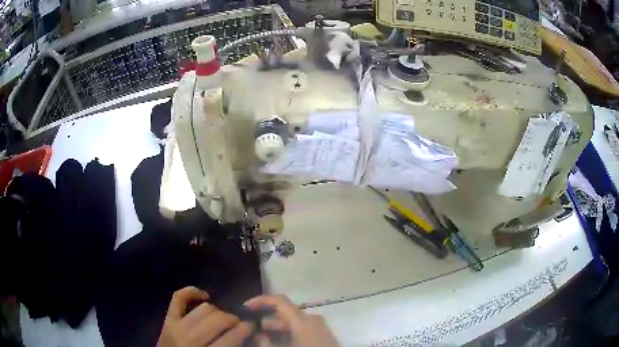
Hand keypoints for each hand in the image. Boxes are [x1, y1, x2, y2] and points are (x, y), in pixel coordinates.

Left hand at [157, 286, 253, 346]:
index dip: (246, 329)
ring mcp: (176, 326)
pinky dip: (192, 292)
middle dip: (233, 319)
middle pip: (218, 319)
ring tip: (221, 319)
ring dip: (218, 311)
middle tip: (238, 324)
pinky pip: (179, 297)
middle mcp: (190, 340)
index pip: (231, 337)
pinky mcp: (167, 319)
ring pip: (204, 308)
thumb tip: (251, 335)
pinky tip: (204, 297)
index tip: (252, 325)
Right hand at [244, 295, 338, 346]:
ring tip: (261, 338)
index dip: (260, 300)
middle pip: (285, 313)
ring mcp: (320, 328)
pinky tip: (278, 343)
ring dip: (276, 329)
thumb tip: (257, 334)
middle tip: (249, 328)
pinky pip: (301, 330)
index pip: (279, 301)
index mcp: (303, 321)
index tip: (244, 308)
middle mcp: (312, 319)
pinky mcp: (323, 336)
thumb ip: (266, 343)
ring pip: (293, 323)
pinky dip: (288, 333)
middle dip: (266, 319)